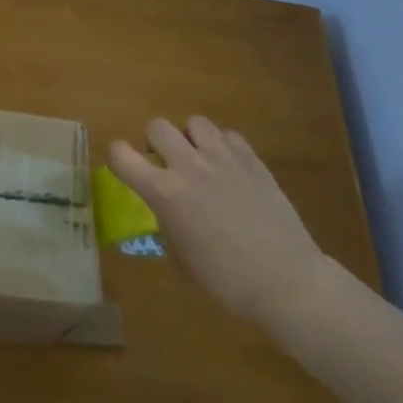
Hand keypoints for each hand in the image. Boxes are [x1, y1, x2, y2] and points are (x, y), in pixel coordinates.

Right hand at [109, 117, 330, 328]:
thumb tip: (164, 211)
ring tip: (200, 160)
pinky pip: (228, 135)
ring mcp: (222, 157)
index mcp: (165, 192)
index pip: (122, 155)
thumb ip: (166, 223)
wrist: (285, 280)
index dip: (118, 157)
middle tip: (166, 164)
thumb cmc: (226, 280)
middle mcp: (189, 165)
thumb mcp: (181, 258)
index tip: (124, 167)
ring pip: (194, 122)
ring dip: (191, 138)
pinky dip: (223, 146)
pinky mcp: (251, 158)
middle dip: (156, 142)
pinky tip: (230, 168)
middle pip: (157, 126)